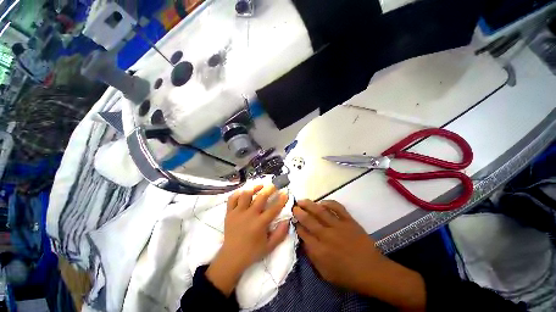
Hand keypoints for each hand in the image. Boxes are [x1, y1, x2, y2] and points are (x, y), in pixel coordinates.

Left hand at [206, 185, 289, 295]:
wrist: (231, 258)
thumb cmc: (252, 252)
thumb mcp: (269, 246)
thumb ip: (280, 234)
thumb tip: (287, 220)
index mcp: (260, 224)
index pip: (274, 208)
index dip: (281, 199)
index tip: (285, 192)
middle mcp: (249, 215)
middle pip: (261, 197)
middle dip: (269, 189)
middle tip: (274, 186)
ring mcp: (238, 213)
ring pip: (246, 194)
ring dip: (254, 188)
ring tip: (260, 186)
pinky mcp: (229, 213)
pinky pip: (232, 199)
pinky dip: (238, 193)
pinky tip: (244, 192)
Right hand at [294, 200, 425, 310]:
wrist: (372, 271)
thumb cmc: (347, 275)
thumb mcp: (325, 273)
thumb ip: (312, 257)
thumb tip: (303, 241)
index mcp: (319, 250)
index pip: (303, 233)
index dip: (297, 226)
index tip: (293, 221)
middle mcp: (326, 236)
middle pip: (308, 220)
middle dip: (299, 212)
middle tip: (294, 207)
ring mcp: (338, 226)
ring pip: (320, 211)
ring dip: (309, 205)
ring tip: (301, 201)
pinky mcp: (349, 221)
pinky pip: (337, 208)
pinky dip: (328, 203)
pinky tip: (322, 202)